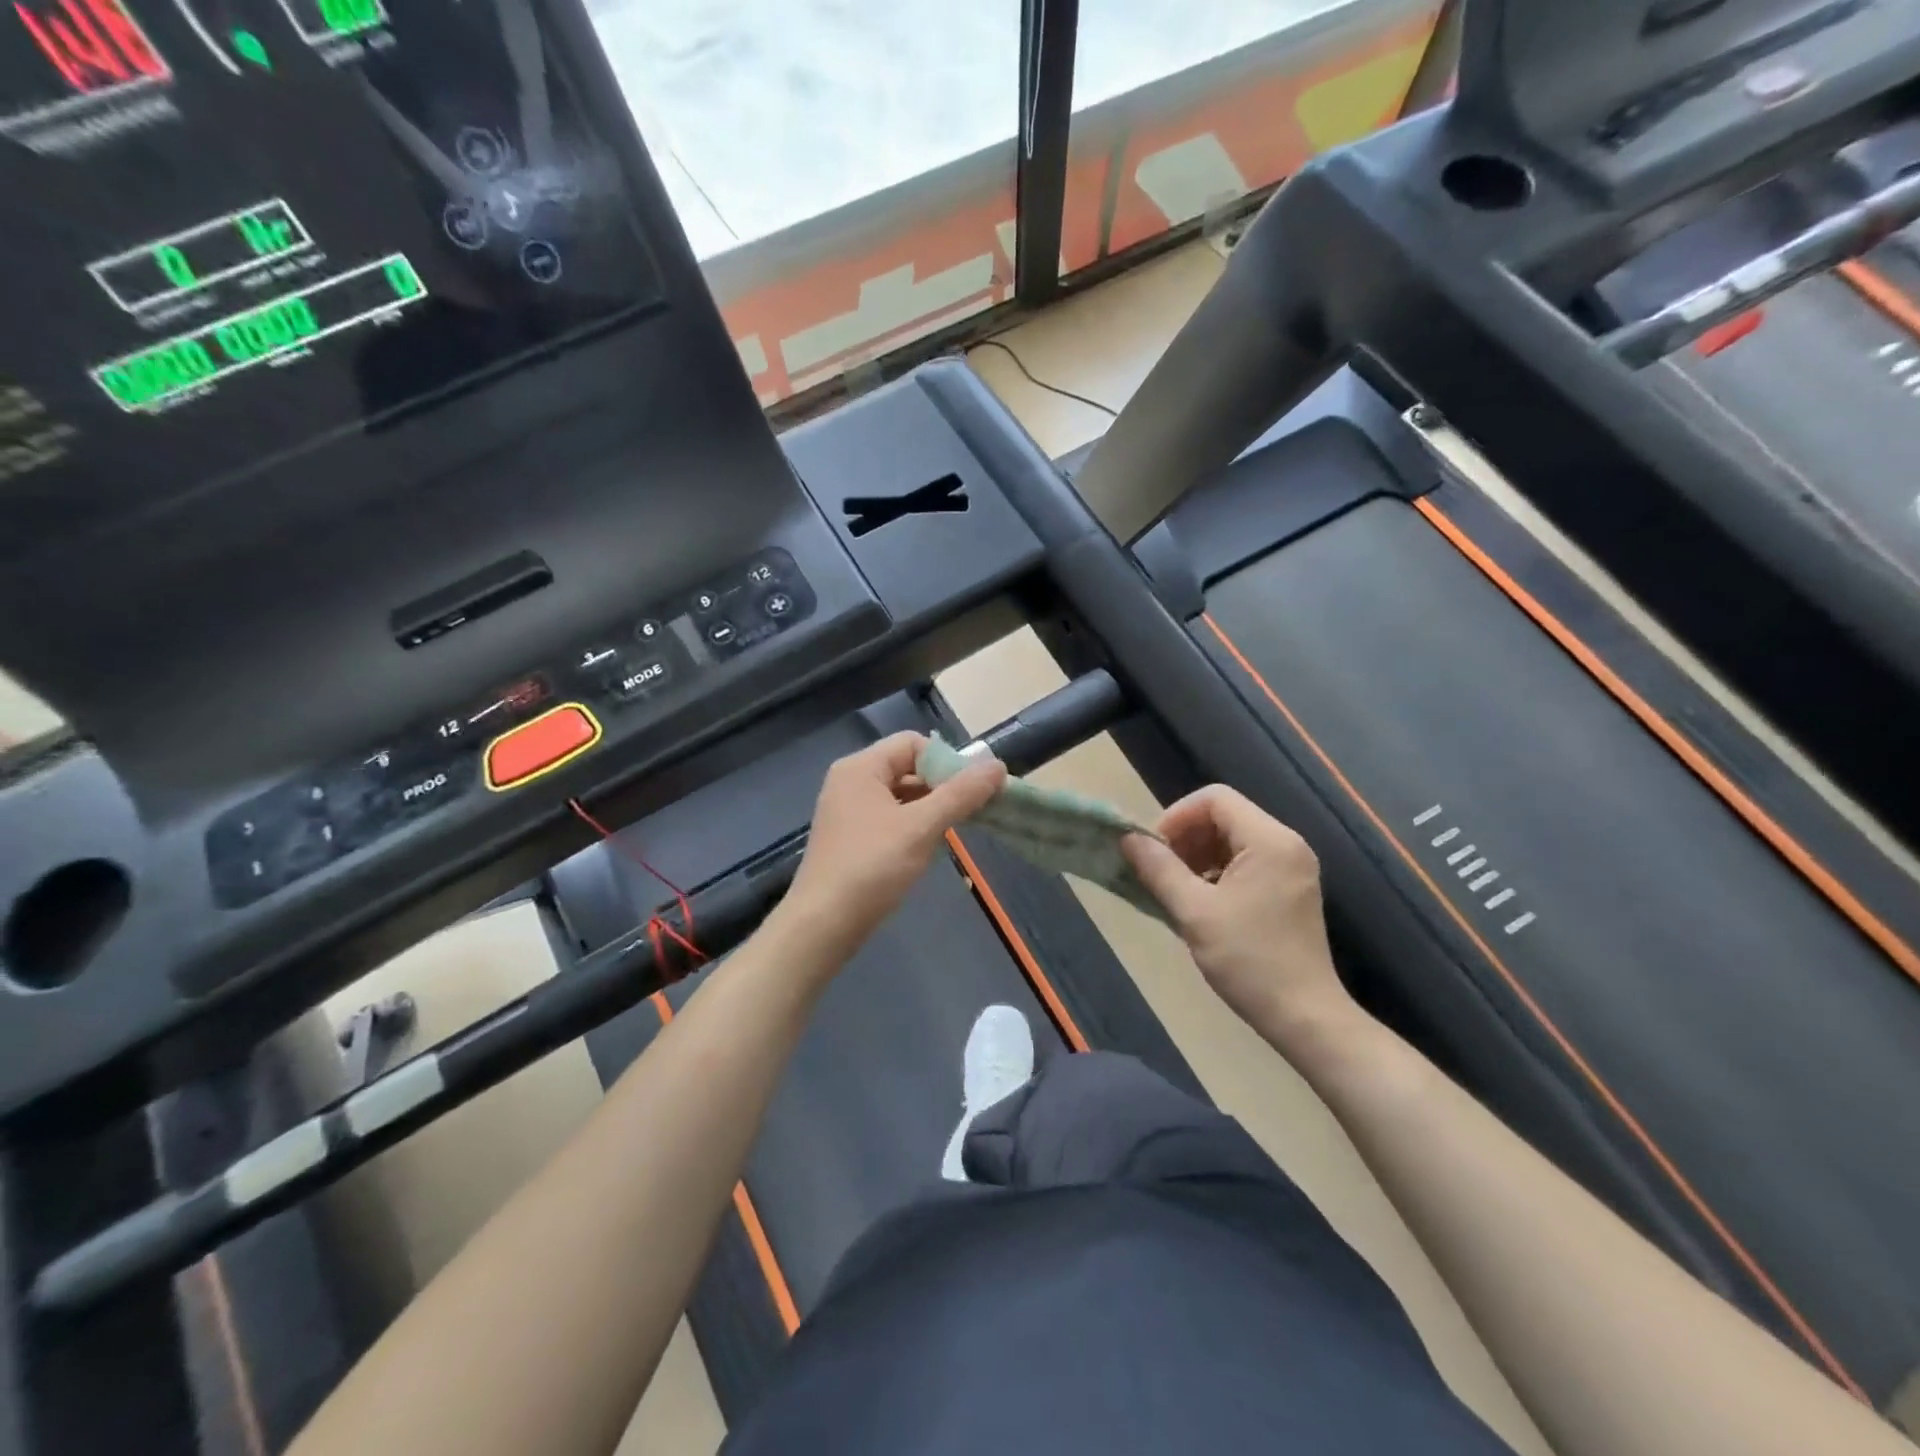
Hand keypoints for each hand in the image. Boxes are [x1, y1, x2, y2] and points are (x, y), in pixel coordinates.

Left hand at [781, 733, 1006, 962]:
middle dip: (941, 786)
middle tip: (971, 812)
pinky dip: (911, 827)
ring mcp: (847, 811)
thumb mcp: (922, 827)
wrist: (823, 925)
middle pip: (907, 767)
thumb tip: (997, 765)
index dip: (946, 761)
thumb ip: (961, 794)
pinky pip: (889, 818)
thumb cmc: (872, 867)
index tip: (971, 791)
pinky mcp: (850, 838)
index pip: (913, 743)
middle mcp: (850, 781)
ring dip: (929, 809)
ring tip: (953, 832)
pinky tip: (926, 849)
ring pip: (900, 796)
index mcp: (861, 767)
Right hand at [1123, 786, 1356, 1050]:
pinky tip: (1200, 903)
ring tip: (1175, 888)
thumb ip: (1159, 869)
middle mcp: (1286, 844)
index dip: (1177, 816)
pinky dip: (1217, 872)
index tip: (1154, 849)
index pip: (1215, 798)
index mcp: (1269, 840)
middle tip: (1159, 870)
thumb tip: (1128, 838)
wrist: (1304, 1017)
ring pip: (1233, 839)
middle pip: (1225, 816)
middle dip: (1186, 837)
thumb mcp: (1194, 912)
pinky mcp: (1290, 890)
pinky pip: (1246, 862)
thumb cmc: (1248, 960)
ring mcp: (1292, 868)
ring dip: (1198, 855)